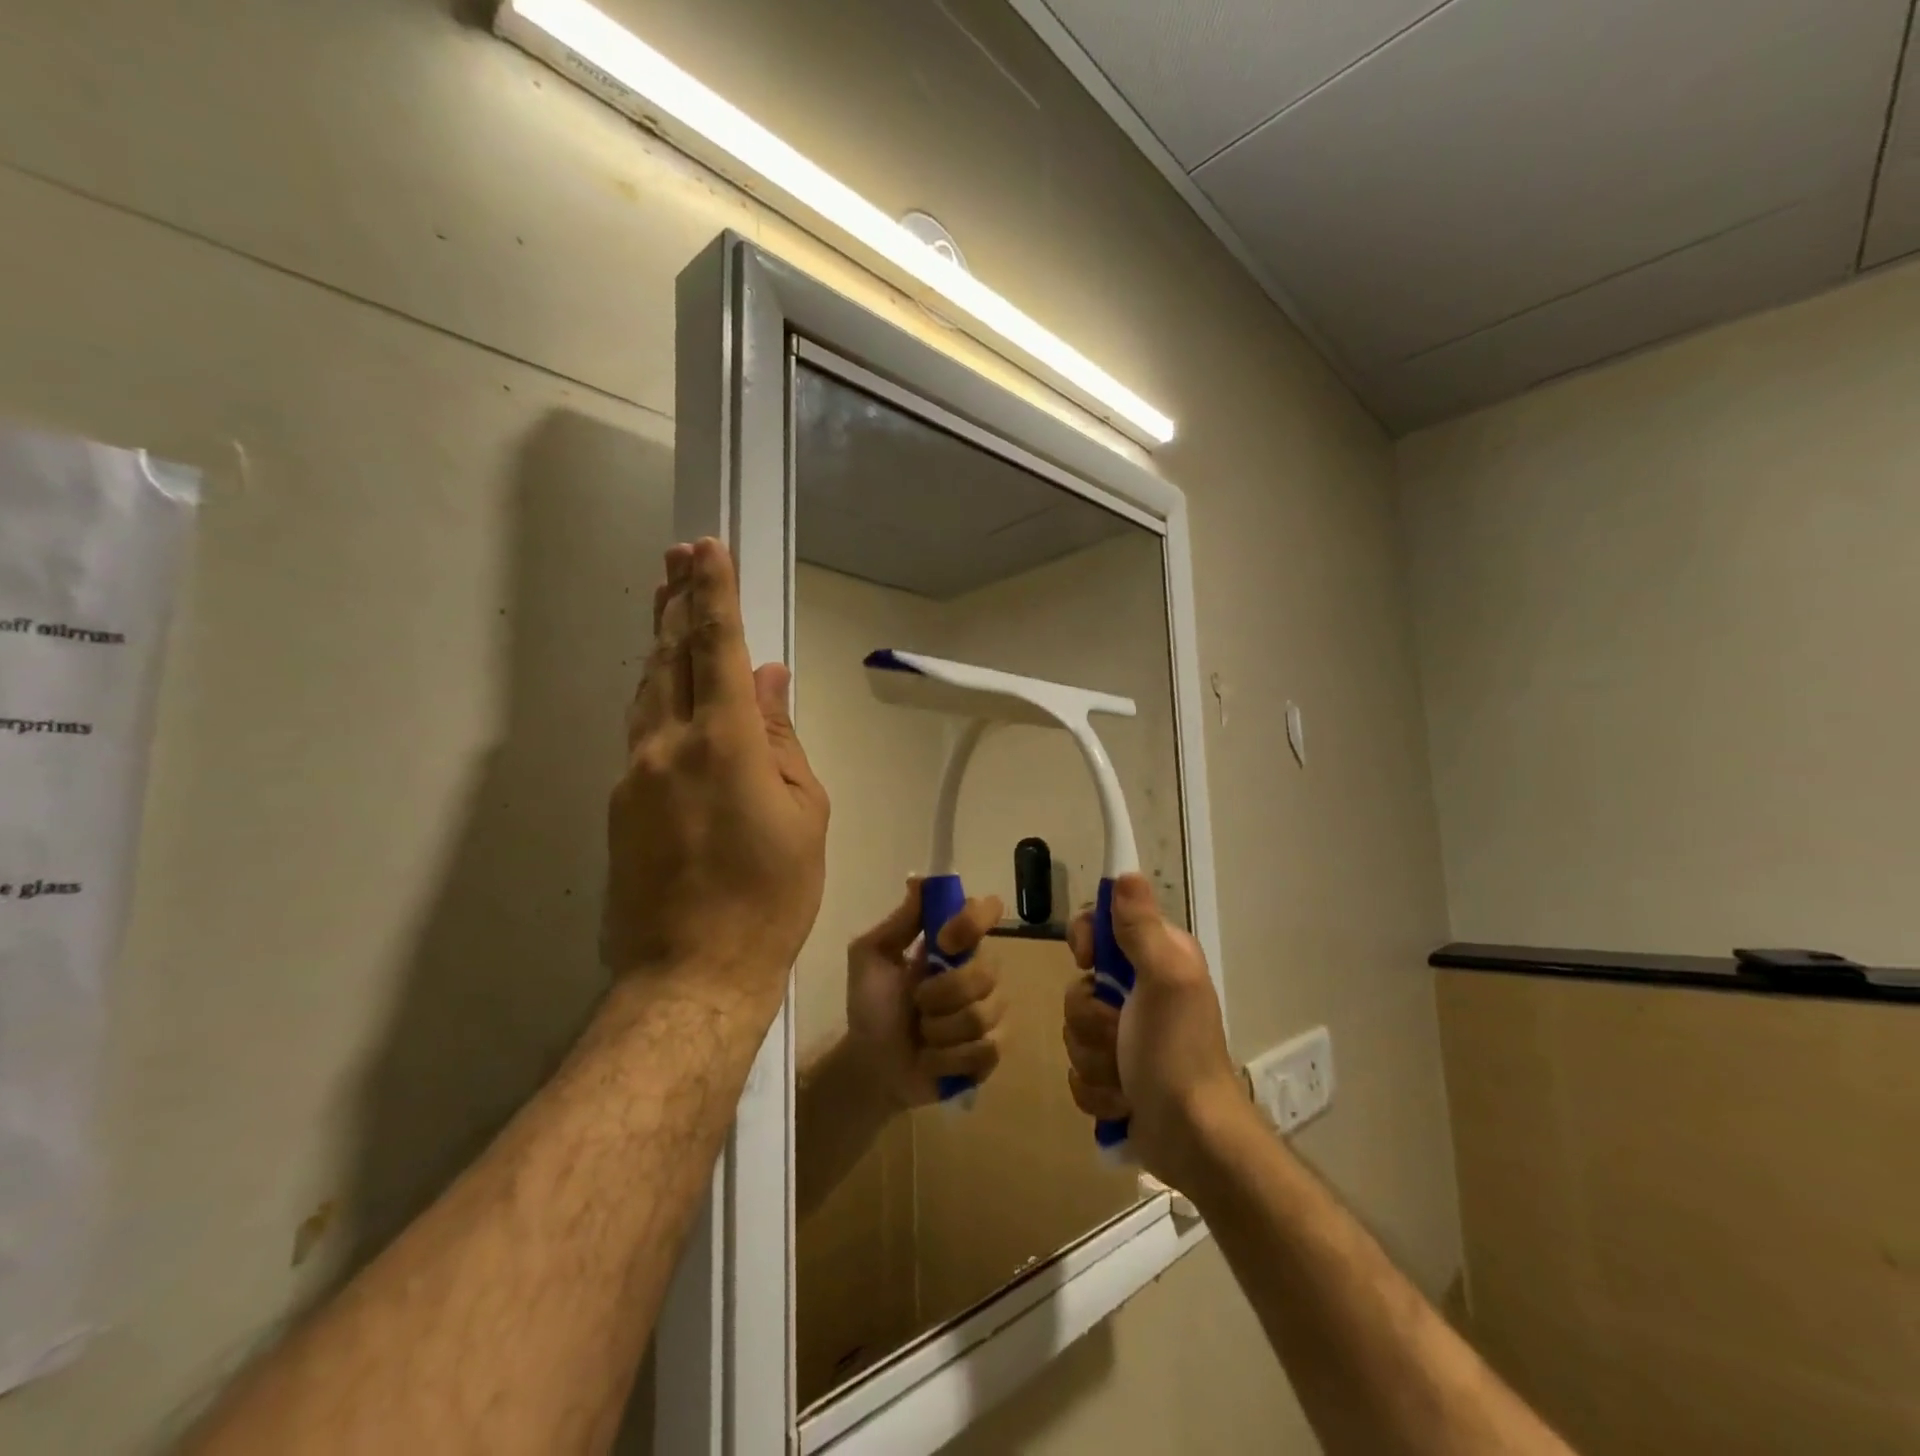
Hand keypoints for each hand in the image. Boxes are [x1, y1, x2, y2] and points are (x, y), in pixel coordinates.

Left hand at [603, 539, 829, 1012]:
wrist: (693, 971)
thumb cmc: (772, 895)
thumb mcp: (804, 814)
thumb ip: (782, 738)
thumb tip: (770, 678)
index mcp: (725, 743)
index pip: (718, 647)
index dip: (713, 593)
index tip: (707, 548)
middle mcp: (668, 745)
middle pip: (670, 656)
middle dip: (677, 601)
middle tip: (677, 555)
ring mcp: (634, 774)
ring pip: (647, 690)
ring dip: (660, 642)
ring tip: (667, 603)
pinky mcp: (619, 803)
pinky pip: (642, 731)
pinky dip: (658, 695)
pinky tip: (668, 687)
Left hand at [845, 879, 1006, 1110]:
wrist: (870, 1065)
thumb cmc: (871, 1006)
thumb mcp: (870, 957)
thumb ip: (898, 922)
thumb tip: (919, 880)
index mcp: (953, 944)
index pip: (986, 912)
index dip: (973, 921)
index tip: (945, 940)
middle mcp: (979, 971)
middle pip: (987, 970)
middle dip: (943, 992)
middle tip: (917, 1002)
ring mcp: (990, 1012)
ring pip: (983, 1014)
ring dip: (940, 1029)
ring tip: (922, 1034)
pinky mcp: (991, 1052)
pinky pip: (985, 1049)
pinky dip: (949, 1058)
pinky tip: (932, 1059)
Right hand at [1062, 874, 1241, 1185]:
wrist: (1193, 1140)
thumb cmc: (1178, 1053)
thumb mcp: (1164, 980)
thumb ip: (1141, 927)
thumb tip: (1125, 872)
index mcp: (1157, 958)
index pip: (1101, 924)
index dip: (1086, 940)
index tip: (1088, 960)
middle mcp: (1140, 991)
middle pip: (1079, 984)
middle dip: (1091, 1017)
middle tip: (1121, 1032)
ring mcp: (1125, 1036)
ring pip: (1074, 1029)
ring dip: (1094, 1058)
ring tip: (1126, 1076)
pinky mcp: (1113, 1075)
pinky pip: (1078, 1069)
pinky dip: (1097, 1090)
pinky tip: (1123, 1101)